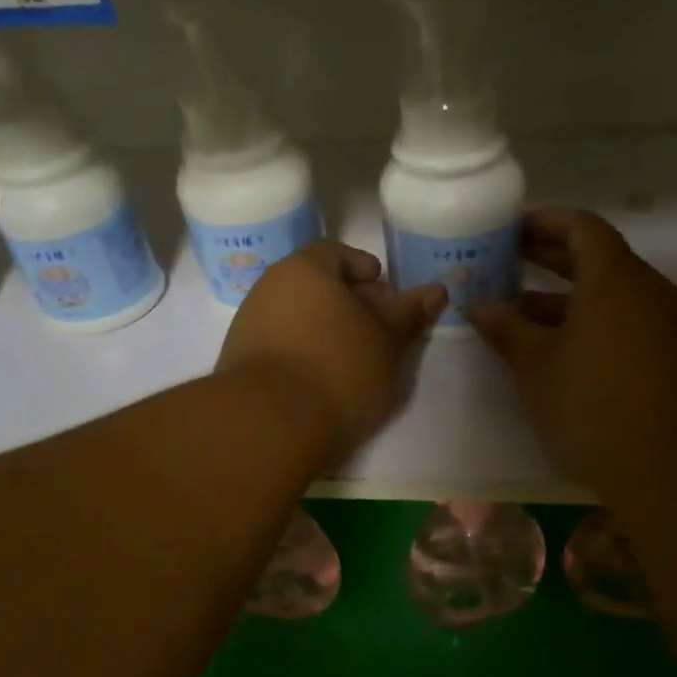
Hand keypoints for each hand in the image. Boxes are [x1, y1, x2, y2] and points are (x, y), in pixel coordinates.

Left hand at [217, 242, 445, 460]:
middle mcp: (269, 287)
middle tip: (376, 327)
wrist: (268, 423)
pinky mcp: (239, 360)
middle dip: (348, 300)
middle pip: (314, 284)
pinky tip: (322, 377)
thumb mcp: (387, 342)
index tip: (385, 292)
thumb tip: (437, 290)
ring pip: (297, 315)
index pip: (336, 253)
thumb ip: (409, 314)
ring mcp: (248, 324)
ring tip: (354, 357)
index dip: (364, 269)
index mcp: (304, 269)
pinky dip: (304, 350)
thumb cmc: (338, 369)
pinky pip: (280, 342)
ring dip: (325, 328)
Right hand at [469, 209, 676, 503]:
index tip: (510, 230)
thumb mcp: (536, 367)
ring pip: (615, 295)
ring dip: (570, 298)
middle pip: (599, 257)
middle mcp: (651, 291)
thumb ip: (505, 328)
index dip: (544, 222)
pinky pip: (634, 322)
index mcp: (615, 280)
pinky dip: (598, 322)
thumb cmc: (592, 408)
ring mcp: (673, 324)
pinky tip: (568, 351)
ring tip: (525, 314)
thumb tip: (476, 303)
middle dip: (551, 258)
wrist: (672, 472)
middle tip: (507, 262)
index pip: (581, 227)